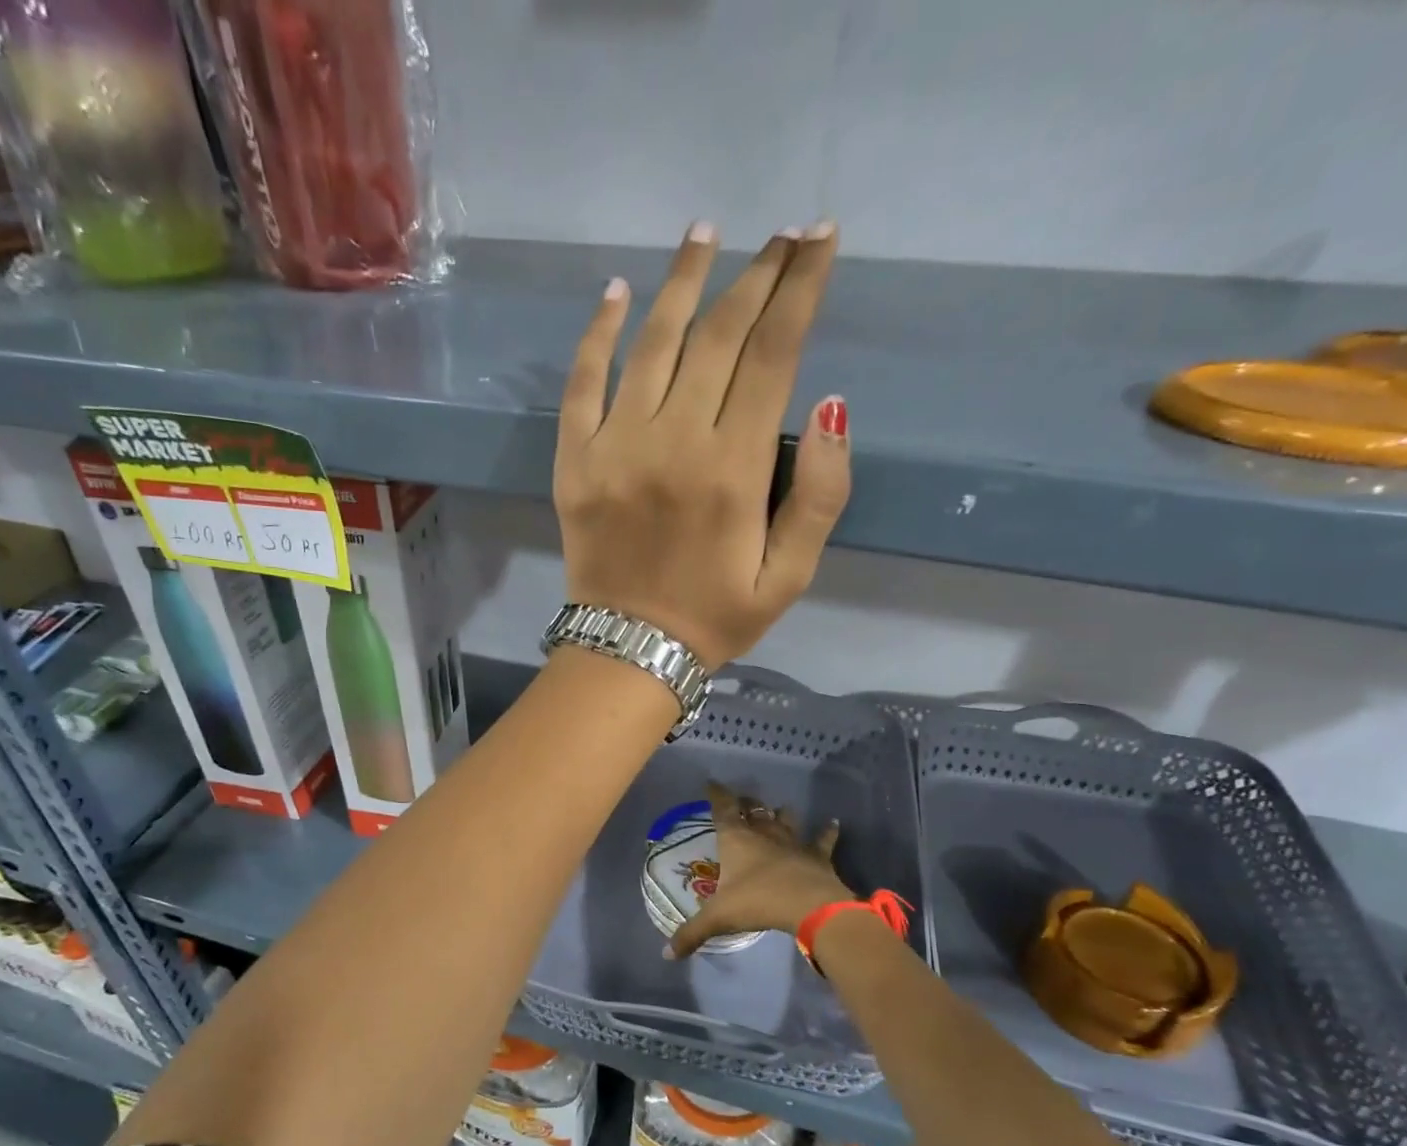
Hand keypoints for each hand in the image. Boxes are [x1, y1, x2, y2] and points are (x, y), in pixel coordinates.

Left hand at [553, 221, 851, 670]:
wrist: (628, 651)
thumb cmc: (716, 618)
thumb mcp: (790, 576)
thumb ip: (821, 495)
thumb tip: (834, 404)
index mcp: (733, 470)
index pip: (773, 354)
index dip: (801, 289)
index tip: (820, 240)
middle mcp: (673, 442)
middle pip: (719, 335)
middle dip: (757, 275)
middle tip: (781, 234)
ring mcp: (614, 446)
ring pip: (652, 342)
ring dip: (683, 282)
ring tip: (707, 234)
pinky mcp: (573, 461)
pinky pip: (582, 382)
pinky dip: (597, 334)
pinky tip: (616, 292)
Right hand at [667, 781, 851, 958]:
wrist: (808, 904)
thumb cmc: (757, 902)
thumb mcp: (718, 918)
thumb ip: (691, 934)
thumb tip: (666, 954)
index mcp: (736, 839)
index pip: (723, 808)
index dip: (717, 795)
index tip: (711, 783)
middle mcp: (763, 833)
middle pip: (754, 810)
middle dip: (746, 804)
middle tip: (742, 802)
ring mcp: (793, 841)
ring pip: (786, 819)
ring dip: (781, 814)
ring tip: (779, 809)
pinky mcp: (817, 855)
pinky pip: (823, 839)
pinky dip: (828, 830)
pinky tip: (834, 822)